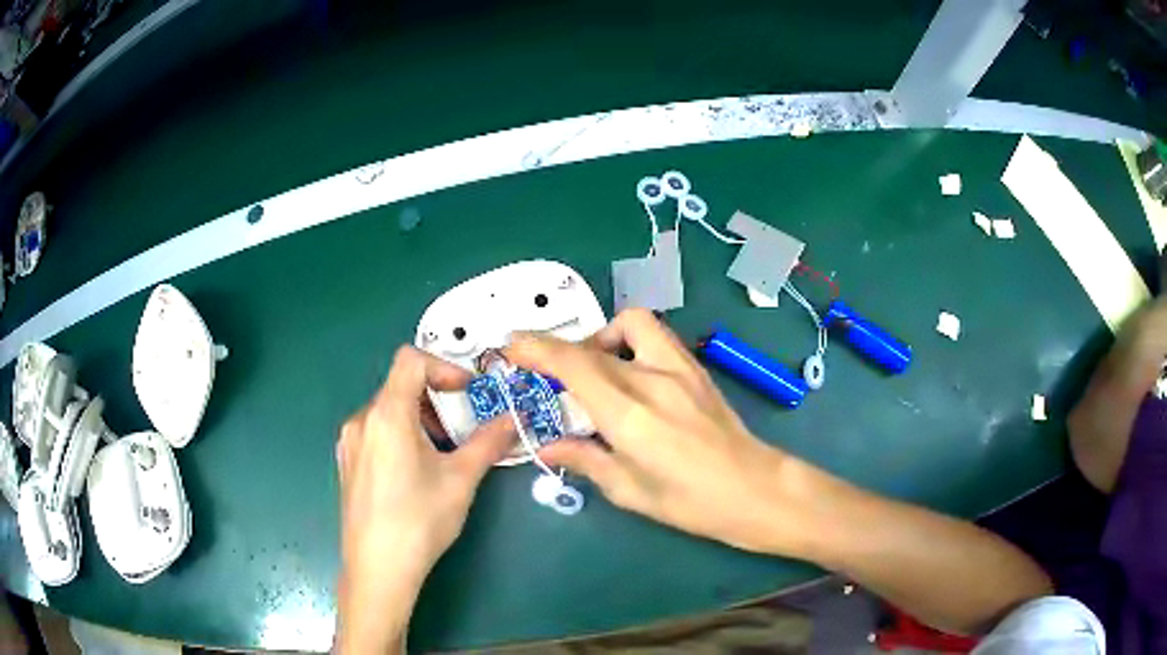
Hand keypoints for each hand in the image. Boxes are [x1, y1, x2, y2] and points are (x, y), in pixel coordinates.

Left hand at [335, 346, 512, 653]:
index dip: (443, 367)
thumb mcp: (461, 480)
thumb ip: (489, 442)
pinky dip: (400, 436)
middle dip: (436, 401)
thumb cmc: (420, 520)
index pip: (411, 360)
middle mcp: (361, 420)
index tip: (468, 393)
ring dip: (420, 420)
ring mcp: (350, 443)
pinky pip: (375, 432)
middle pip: (400, 386)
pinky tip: (414, 474)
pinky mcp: (347, 463)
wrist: (378, 568)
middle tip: (461, 432)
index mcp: (387, 414)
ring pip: (388, 411)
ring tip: (441, 457)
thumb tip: (514, 419)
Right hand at [506, 309, 800, 554]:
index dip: (538, 349)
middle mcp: (653, 380)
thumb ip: (584, 460)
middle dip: (560, 350)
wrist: (755, 489)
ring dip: (602, 336)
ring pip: (631, 322)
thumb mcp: (629, 491)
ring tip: (595, 369)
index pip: (575, 365)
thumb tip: (545, 446)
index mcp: (631, 416)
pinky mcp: (696, 368)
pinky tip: (630, 373)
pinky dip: (630, 341)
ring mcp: (680, 368)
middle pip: (594, 344)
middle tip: (549, 376)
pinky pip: (655, 336)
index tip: (512, 347)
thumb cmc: (691, 502)